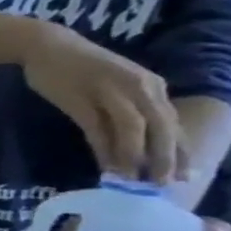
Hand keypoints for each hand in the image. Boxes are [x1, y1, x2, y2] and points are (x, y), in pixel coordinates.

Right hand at [17, 22, 185, 182]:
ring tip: (134, 180)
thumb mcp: (114, 84)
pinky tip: (106, 166)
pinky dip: (105, 149)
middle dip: (165, 157)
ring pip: (134, 130)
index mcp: (151, 85)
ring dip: (136, 157)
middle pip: (160, 128)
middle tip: (164, 184)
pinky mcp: (81, 101)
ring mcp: (110, 94)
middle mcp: (139, 88)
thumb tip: (137, 138)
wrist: (46, 46)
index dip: (180, 149)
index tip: (184, 174)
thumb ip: (129, 105)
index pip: (172, 122)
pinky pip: (99, 129)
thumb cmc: (78, 65)